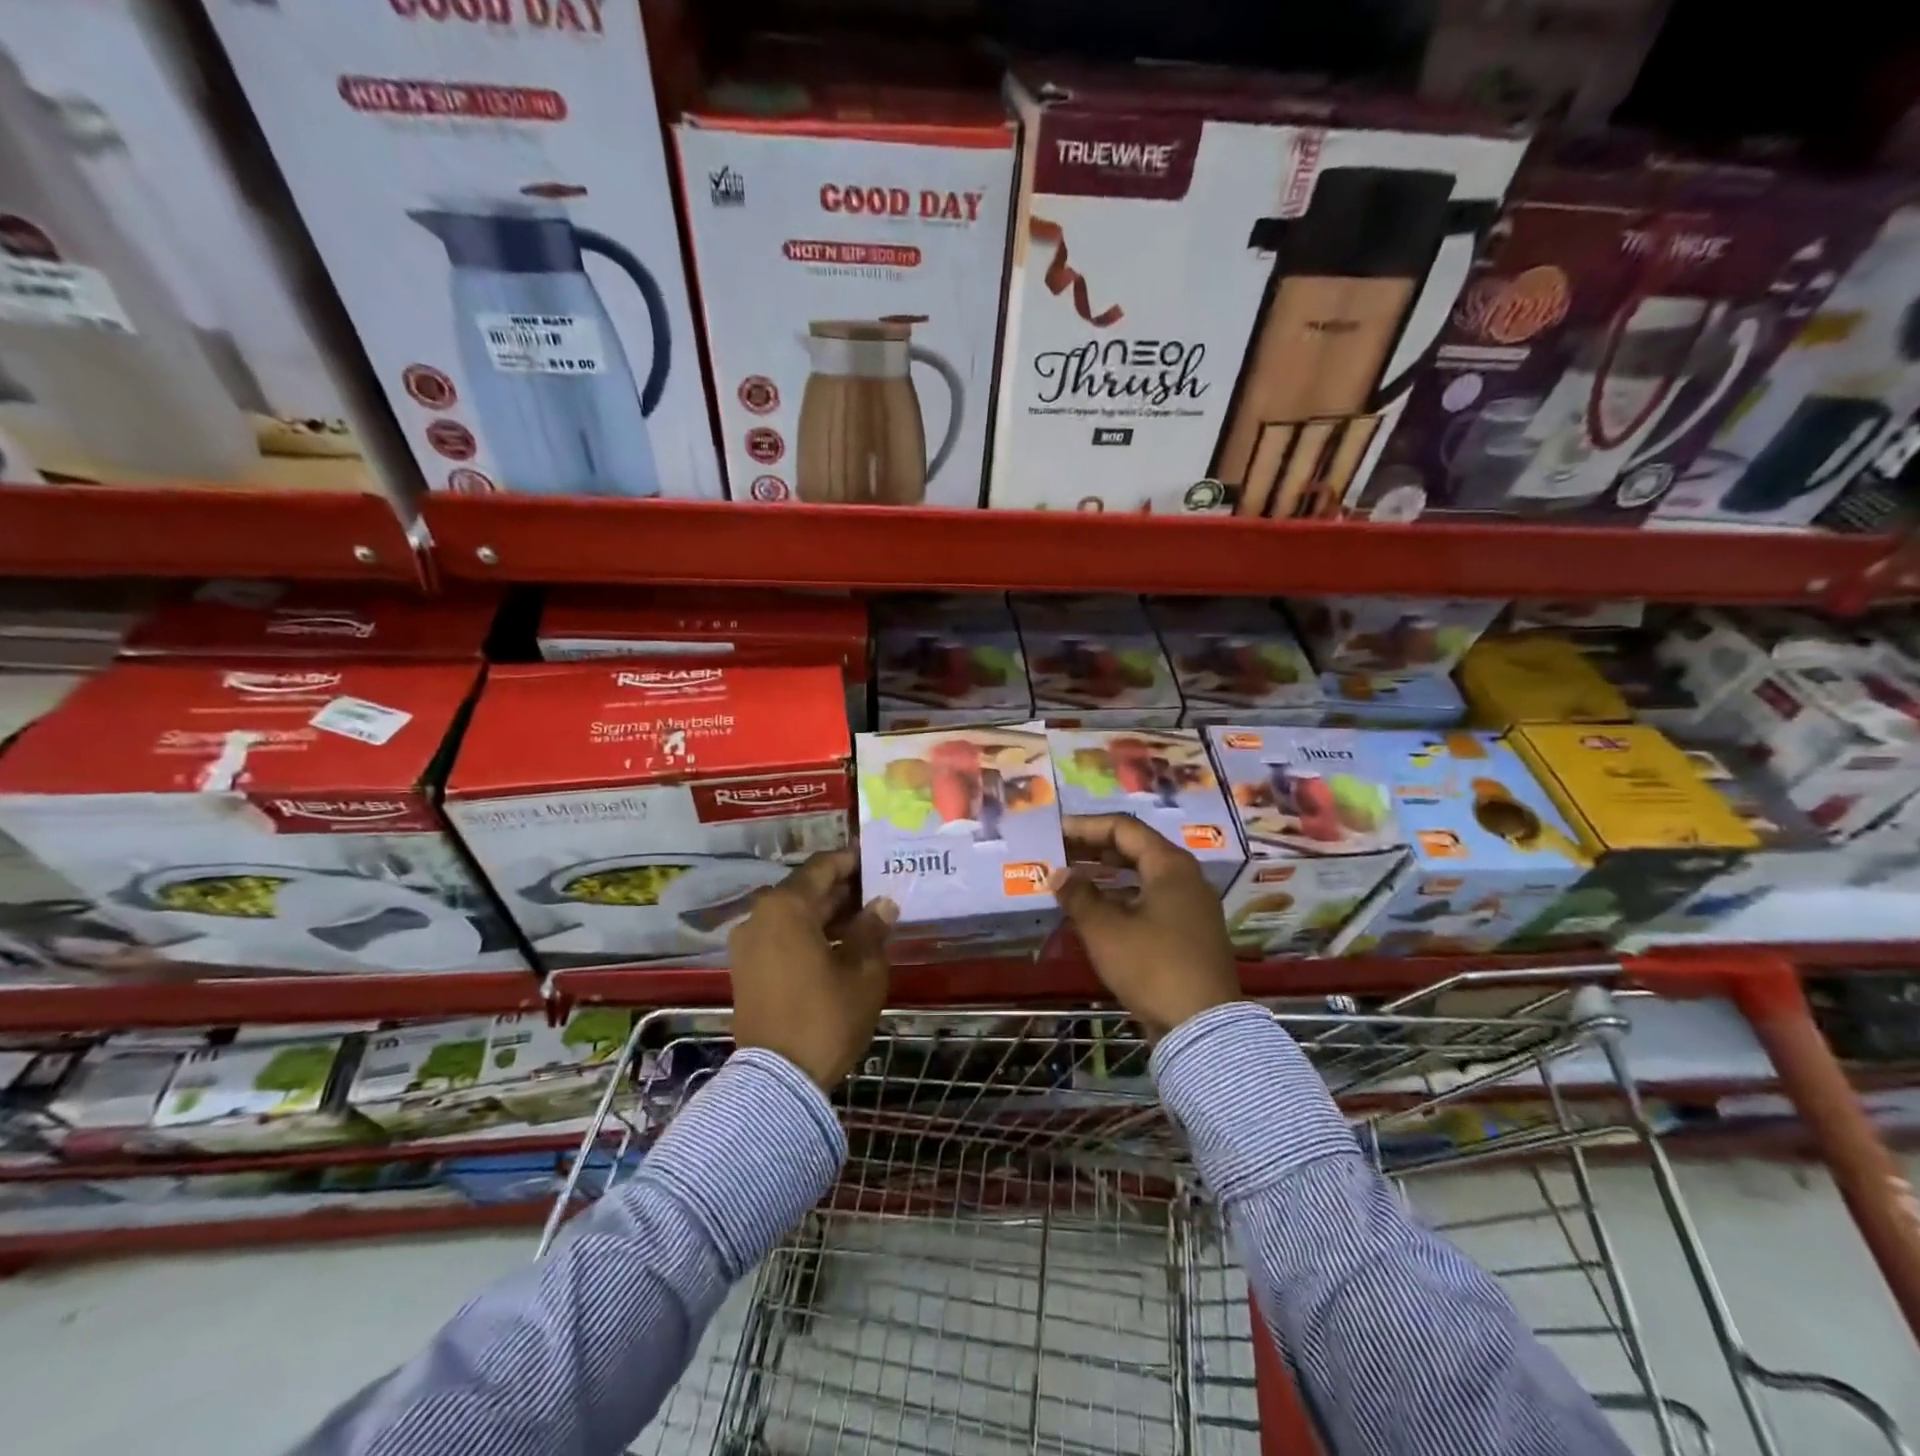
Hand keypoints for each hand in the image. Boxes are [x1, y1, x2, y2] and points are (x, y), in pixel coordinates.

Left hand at [728, 848, 896, 1089]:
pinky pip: (781, 936)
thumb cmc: (826, 1017)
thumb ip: (872, 930)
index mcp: (786, 907)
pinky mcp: (746, 969)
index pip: (823, 867)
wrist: (777, 1081)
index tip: (877, 858)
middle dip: (842, 889)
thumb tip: (882, 904)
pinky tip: (840, 944)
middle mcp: (760, 916)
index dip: (852, 860)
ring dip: (827, 913)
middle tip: (879, 890)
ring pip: (793, 914)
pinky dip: (808, 933)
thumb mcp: (863, 972)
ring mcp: (748, 944)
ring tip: (867, 918)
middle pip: (806, 889)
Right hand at [1048, 814, 1240, 1038]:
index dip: (1086, 827)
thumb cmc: (1152, 966)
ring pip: (1143, 876)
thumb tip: (1058, 874)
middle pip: (1135, 849)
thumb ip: (1079, 895)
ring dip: (1107, 875)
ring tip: (1072, 879)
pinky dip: (1122, 898)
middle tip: (1060, 853)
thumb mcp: (1105, 929)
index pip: (1124, 828)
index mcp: (1170, 865)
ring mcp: (1191, 906)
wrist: (1202, 1026)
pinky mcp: (1190, 932)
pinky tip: (1096, 910)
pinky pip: (1151, 900)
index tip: (1056, 832)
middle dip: (1094, 849)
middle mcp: (1186, 877)